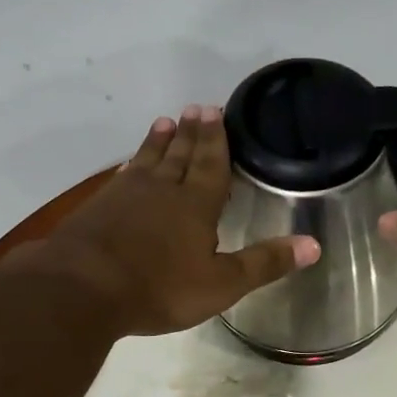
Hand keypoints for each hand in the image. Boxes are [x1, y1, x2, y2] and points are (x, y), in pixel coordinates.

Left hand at [11, 105, 320, 336]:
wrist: (82, 289)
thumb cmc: (159, 288)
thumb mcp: (221, 284)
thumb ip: (265, 263)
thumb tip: (314, 245)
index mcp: (196, 205)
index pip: (211, 164)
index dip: (216, 140)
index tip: (216, 111)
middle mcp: (162, 190)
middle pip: (180, 154)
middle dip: (191, 133)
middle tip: (196, 108)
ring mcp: (125, 196)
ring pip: (148, 160)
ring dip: (159, 141)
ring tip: (166, 122)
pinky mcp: (98, 208)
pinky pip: (122, 176)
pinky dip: (131, 165)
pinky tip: (129, 165)